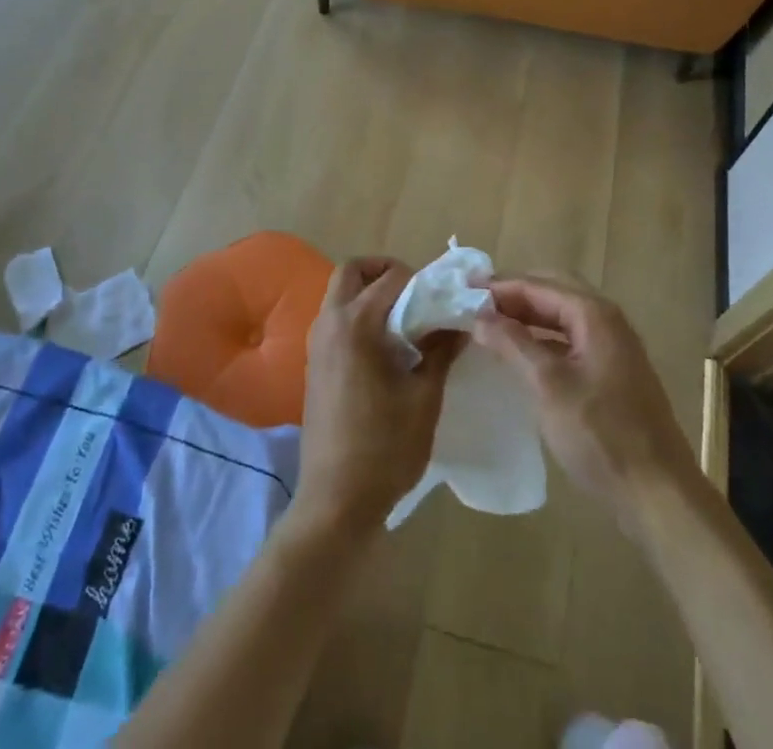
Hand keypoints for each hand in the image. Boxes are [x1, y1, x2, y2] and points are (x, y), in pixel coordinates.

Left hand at [295, 258, 460, 538]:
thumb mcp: (424, 397)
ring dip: (369, 293)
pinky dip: (358, 316)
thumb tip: (458, 322)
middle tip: (416, 294)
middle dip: (384, 272)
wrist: (336, 500)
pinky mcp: (313, 364)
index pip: (392, 278)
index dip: (422, 280)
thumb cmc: (385, 447)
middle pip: (352, 272)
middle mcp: (330, 323)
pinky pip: (335, 319)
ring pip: (339, 294)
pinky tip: (385, 348)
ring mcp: (316, 343)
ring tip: (405, 321)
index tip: (444, 298)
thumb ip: (440, 351)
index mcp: (356, 324)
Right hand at [473, 276, 699, 537]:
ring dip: (528, 316)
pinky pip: (571, 339)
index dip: (500, 286)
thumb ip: (513, 343)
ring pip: (562, 317)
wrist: (658, 494)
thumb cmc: (601, 434)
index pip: (538, 285)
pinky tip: (522, 355)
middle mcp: (607, 321)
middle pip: (553, 292)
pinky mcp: (613, 374)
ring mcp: (613, 348)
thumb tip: (479, 314)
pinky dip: (543, 338)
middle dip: (514, 294)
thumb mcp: (548, 385)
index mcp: (594, 314)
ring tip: (490, 324)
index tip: (462, 289)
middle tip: (475, 302)